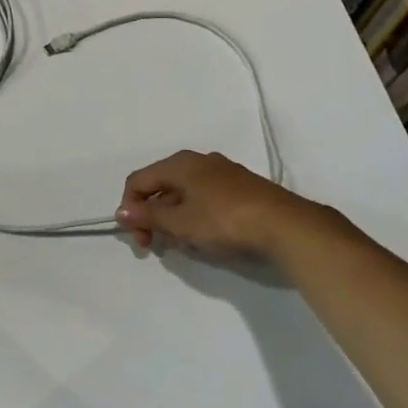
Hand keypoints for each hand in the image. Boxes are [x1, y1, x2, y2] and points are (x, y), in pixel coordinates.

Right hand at [116, 150, 344, 258]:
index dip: (130, 209)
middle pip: (161, 186)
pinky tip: (207, 237)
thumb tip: (121, 211)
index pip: (138, 181)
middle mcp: (198, 161)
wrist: (286, 225)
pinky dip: (196, 216)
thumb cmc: (224, 220)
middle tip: (159, 245)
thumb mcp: (180, 222)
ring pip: (184, 194)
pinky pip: (205, 198)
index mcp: (179, 163)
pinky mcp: (241, 187)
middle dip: (153, 217)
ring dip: (175, 219)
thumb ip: (148, 216)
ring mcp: (222, 172)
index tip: (140, 240)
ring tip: (185, 244)